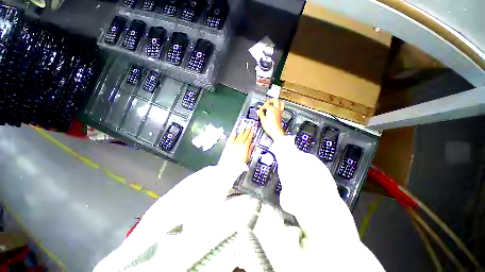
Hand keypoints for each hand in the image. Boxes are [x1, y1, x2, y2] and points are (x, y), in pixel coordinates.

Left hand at [225, 127, 254, 162]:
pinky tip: (235, 132)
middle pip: (244, 136)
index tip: (253, 130)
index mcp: (244, 148)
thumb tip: (252, 144)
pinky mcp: (228, 145)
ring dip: (241, 131)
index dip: (251, 134)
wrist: (228, 167)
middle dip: (247, 130)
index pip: (249, 139)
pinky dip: (233, 135)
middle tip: (249, 126)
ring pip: (238, 136)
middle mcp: (239, 144)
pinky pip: (231, 138)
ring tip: (243, 126)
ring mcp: (233, 144)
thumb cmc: (239, 165)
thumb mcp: (247, 158)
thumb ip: (250, 150)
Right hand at [257, 98, 285, 140]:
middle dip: (270, 100)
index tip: (260, 109)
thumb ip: (260, 113)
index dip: (262, 106)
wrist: (276, 132)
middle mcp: (276, 109)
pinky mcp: (281, 116)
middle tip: (267, 102)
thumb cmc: (270, 127)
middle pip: (275, 100)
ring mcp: (279, 112)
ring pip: (280, 103)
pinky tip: (275, 109)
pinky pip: (281, 108)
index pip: (266, 105)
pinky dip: (278, 107)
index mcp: (271, 109)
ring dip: (277, 102)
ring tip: (273, 103)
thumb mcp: (263, 120)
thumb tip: (258, 110)